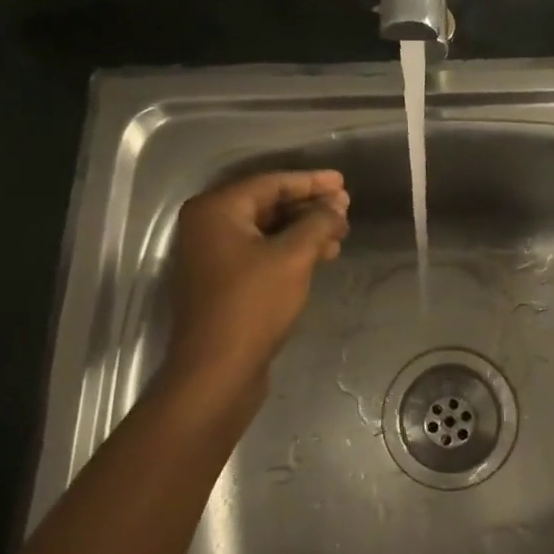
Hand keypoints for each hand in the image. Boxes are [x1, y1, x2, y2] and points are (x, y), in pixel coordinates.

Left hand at [162, 170, 349, 404]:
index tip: (343, 183)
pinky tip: (321, 256)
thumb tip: (336, 205)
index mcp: (216, 210)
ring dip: (304, 230)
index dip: (311, 182)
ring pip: (266, 230)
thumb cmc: (253, 305)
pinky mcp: (222, 281)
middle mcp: (208, 226)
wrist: (217, 371)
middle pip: (267, 204)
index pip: (271, 183)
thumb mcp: (293, 257)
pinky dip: (290, 250)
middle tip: (345, 210)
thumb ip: (318, 222)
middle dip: (309, 207)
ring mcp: (212, 255)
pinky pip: (260, 251)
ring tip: (340, 235)